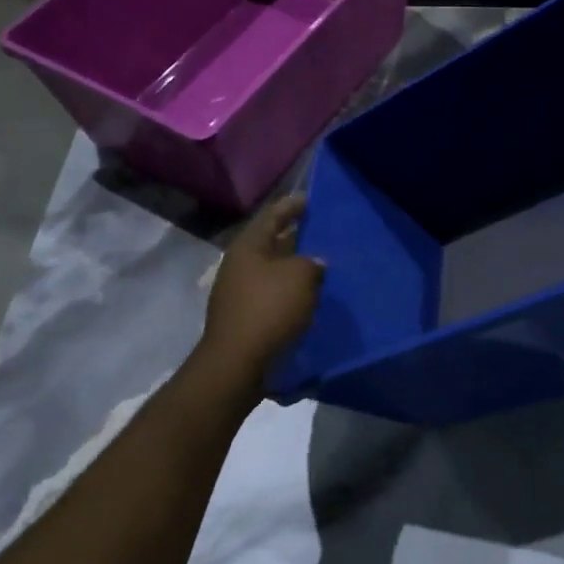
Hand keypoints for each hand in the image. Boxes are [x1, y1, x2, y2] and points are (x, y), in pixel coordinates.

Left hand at [197, 196, 324, 378]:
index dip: (292, 206)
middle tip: (324, 232)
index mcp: (249, 246)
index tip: (311, 200)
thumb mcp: (300, 276)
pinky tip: (313, 296)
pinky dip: (293, 292)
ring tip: (325, 265)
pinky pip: (274, 295)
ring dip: (297, 268)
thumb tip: (315, 263)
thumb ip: (312, 262)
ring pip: (275, 272)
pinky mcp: (248, 317)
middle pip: (272, 243)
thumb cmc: (269, 310)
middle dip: (297, 238)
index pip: (272, 216)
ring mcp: (241, 293)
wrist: (239, 363)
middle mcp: (241, 265)